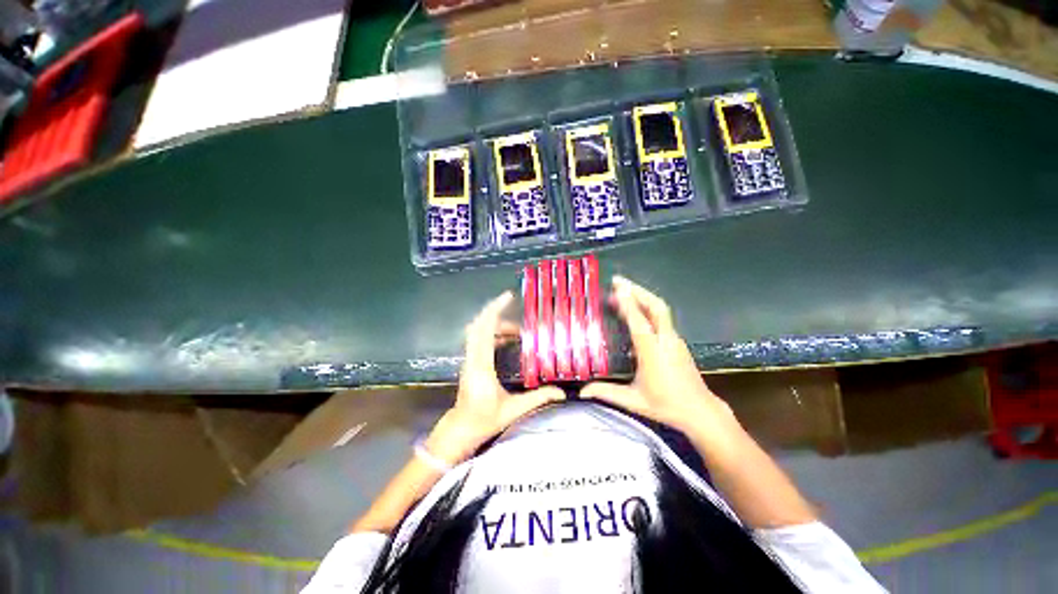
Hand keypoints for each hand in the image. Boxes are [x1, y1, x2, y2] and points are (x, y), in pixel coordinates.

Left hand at [425, 291, 563, 464]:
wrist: (460, 429)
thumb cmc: (483, 420)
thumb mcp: (513, 410)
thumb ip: (537, 399)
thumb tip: (561, 393)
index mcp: (482, 366)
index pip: (484, 330)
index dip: (495, 310)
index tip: (508, 297)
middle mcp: (473, 358)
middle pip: (479, 325)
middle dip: (497, 313)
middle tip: (517, 315)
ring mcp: (469, 359)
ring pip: (478, 331)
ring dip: (496, 325)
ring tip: (517, 332)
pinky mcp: (470, 362)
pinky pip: (478, 339)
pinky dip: (492, 333)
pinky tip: (507, 341)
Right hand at [581, 276, 732, 434]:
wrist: (700, 411)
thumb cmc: (666, 405)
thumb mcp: (634, 401)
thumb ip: (607, 392)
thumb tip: (582, 390)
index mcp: (653, 353)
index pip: (640, 323)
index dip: (628, 305)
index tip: (618, 289)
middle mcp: (666, 341)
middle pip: (656, 307)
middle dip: (637, 291)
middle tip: (618, 281)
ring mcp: (674, 339)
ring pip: (661, 309)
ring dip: (643, 296)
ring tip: (624, 289)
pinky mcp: (677, 341)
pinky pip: (662, 317)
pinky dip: (648, 306)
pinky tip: (636, 308)